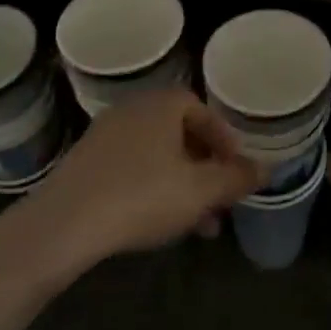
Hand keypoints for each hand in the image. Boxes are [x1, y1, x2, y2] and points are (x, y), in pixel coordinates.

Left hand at [2, 89, 262, 281]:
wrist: (64, 224)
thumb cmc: (142, 196)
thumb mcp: (201, 191)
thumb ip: (236, 178)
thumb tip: (266, 168)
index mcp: (162, 104)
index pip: (202, 111)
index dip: (224, 141)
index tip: (235, 171)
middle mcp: (133, 109)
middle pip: (180, 134)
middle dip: (205, 169)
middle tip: (219, 202)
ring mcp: (105, 134)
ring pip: (157, 156)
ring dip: (182, 184)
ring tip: (197, 225)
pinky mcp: (86, 162)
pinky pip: (131, 168)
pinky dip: (152, 188)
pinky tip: (158, 224)